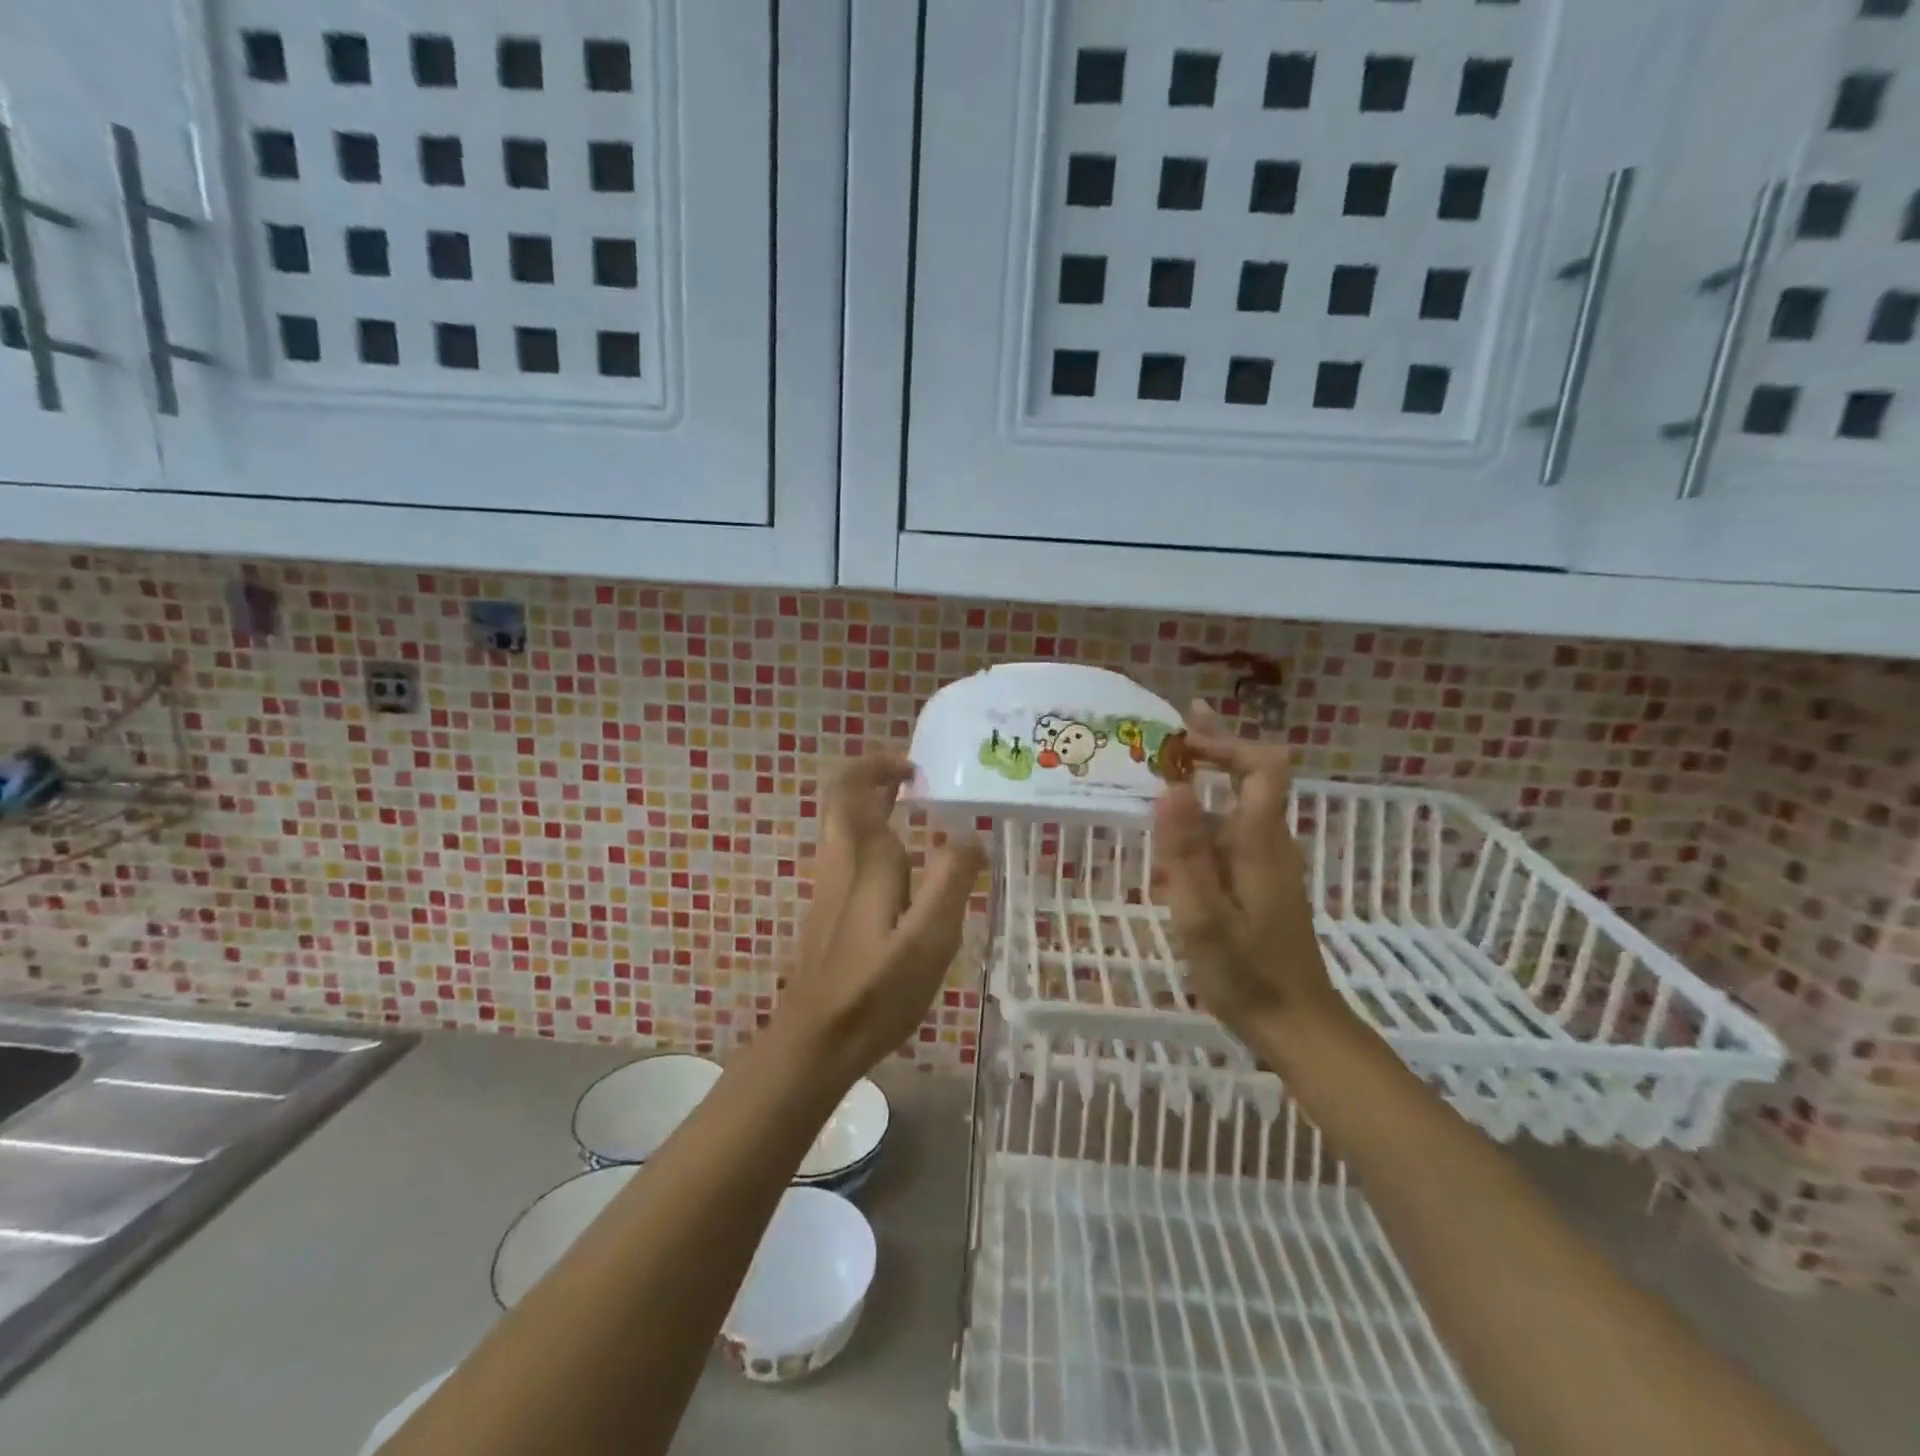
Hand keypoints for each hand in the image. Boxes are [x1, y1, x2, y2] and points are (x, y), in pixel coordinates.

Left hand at [781, 753, 986, 1081]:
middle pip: (843, 800)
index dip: (882, 766)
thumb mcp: (928, 940)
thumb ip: (951, 881)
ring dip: (876, 809)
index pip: (856, 788)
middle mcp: (840, 862)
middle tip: (917, 781)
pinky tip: (909, 873)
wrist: (815, 1043)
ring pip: (845, 828)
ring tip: (922, 818)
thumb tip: (970, 836)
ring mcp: (830, 887)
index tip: (919, 769)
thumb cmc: (875, 991)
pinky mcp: (830, 912)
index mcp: (863, 859)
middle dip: (875, 779)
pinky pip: (851, 855)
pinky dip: (877, 841)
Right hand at [1152, 703, 1345, 1039]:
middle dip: (1215, 747)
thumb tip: (1173, 785)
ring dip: (1207, 780)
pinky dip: (1205, 815)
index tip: (1181, 740)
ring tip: (1160, 771)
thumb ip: (1186, 851)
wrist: (1296, 1025)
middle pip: (1253, 776)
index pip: (1262, 766)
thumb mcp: (1203, 915)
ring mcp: (1267, 863)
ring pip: (1239, 805)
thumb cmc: (1246, 973)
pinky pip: (1233, 832)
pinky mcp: (1259, 883)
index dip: (1226, 743)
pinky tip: (1173, 830)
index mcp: (1260, 841)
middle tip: (1174, 727)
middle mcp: (1269, 842)